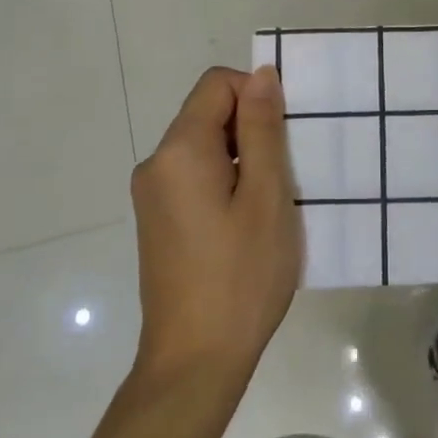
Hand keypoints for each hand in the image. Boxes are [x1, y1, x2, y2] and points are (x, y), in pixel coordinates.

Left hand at [130, 66, 299, 383]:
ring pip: (204, 148)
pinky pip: (194, 177)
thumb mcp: (266, 196)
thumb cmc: (241, 276)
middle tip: (285, 175)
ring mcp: (152, 195)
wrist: (194, 362)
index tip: (286, 138)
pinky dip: (225, 183)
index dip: (256, 95)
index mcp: (179, 150)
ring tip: (271, 204)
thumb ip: (263, 129)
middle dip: (251, 130)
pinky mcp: (157, 221)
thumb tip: (260, 74)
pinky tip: (247, 225)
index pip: (217, 85)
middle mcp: (156, 164)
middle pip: (208, 114)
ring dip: (242, 159)